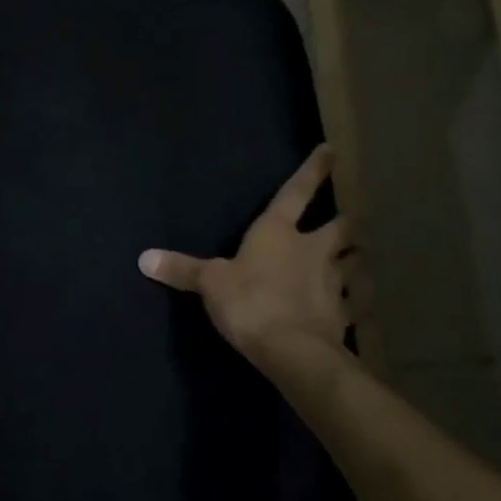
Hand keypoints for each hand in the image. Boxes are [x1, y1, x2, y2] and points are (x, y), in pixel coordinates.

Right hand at [139, 145, 350, 379]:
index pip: (297, 192)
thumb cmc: (250, 302)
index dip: (313, 170)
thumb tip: (144, 258)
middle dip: (344, 223)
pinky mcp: (343, 314)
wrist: (292, 350)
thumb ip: (182, 270)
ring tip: (354, 263)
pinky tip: (355, 308)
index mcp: (279, 232)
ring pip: (354, 262)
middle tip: (346, 223)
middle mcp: (313, 249)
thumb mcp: (210, 284)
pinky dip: (356, 303)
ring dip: (354, 260)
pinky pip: (355, 303)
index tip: (330, 151)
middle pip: (341, 227)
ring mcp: (333, 281)